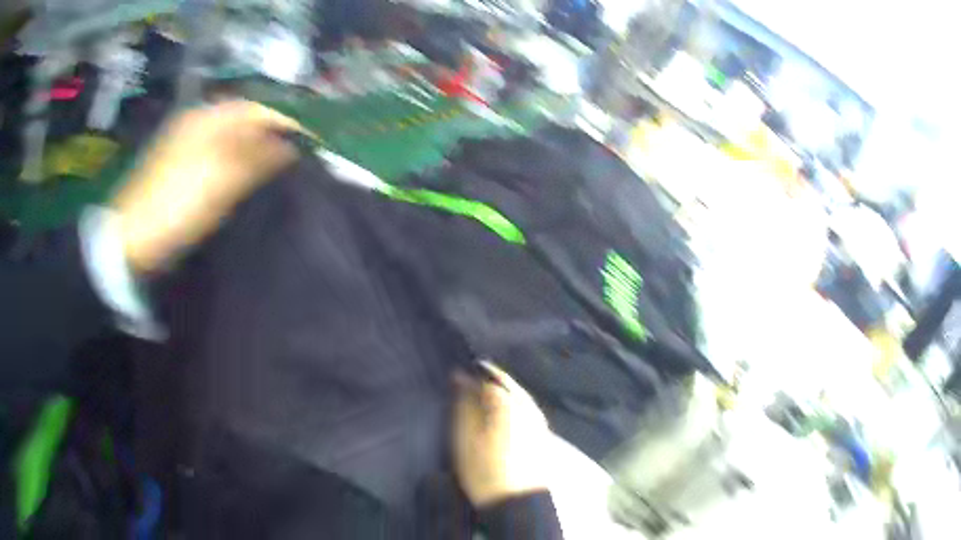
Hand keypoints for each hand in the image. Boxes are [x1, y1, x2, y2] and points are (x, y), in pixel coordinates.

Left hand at [111, 101, 302, 273]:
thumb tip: (293, 145)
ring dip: (256, 153)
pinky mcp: (182, 170)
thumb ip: (258, 156)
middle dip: (272, 138)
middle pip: (245, 124)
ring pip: (232, 142)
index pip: (257, 109)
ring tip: (279, 173)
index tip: (312, 143)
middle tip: (297, 161)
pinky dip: (238, 167)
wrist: (131, 241)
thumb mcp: (220, 178)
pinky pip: (219, 159)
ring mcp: (187, 147)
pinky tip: (248, 183)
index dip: (286, 122)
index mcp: (206, 117)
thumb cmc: (176, 204)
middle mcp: (198, 124)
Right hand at [453, 362, 551, 507]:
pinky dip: (508, 407)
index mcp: (509, 402)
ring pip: (515, 396)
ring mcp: (538, 419)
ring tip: (478, 402)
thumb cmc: (485, 469)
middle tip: (465, 387)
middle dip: (485, 382)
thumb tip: (459, 377)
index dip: (469, 376)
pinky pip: (523, 409)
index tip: (454, 379)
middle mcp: (528, 405)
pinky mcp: (542, 434)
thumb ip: (462, 404)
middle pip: (504, 384)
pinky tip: (497, 417)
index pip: (486, 376)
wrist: (517, 503)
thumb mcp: (464, 437)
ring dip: (497, 395)